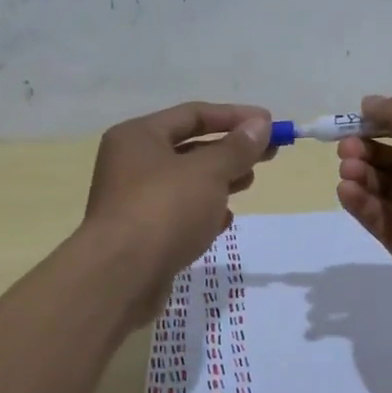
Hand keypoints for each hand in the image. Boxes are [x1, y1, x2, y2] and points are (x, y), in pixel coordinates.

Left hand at [83, 102, 272, 322]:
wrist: (120, 278)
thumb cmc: (164, 210)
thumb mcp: (208, 172)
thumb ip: (237, 147)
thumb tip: (261, 124)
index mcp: (138, 136)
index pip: (193, 114)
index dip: (235, 116)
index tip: (270, 125)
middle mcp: (131, 163)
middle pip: (190, 147)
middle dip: (230, 150)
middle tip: (268, 155)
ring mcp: (134, 201)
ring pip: (186, 182)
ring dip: (220, 180)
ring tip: (249, 182)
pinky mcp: (141, 235)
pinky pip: (179, 213)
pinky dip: (203, 212)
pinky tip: (223, 221)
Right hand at [334, 95, 391, 339]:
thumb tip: (372, 102)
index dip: (391, 121)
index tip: (360, 119)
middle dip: (371, 149)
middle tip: (345, 148)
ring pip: (389, 189)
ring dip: (364, 175)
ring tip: (345, 172)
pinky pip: (384, 218)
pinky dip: (364, 204)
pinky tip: (346, 193)